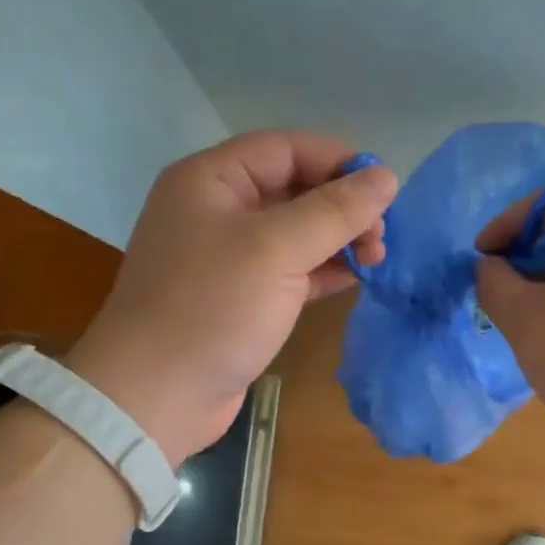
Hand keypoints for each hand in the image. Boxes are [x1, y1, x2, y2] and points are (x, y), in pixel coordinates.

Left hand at [68, 131, 397, 463]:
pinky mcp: (244, 299)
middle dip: (344, 207)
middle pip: (295, 189)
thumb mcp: (276, 249)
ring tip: (378, 259)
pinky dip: (326, 271)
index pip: (286, 150)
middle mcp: (219, 210)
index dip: (339, 161)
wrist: (157, 395)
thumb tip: (387, 177)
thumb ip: (334, 211)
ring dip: (340, 240)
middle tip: (382, 236)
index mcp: (212, 180)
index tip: (386, 188)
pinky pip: (294, 270)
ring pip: (298, 233)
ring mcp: (231, 258)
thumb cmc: (212, 309)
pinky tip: (358, 278)